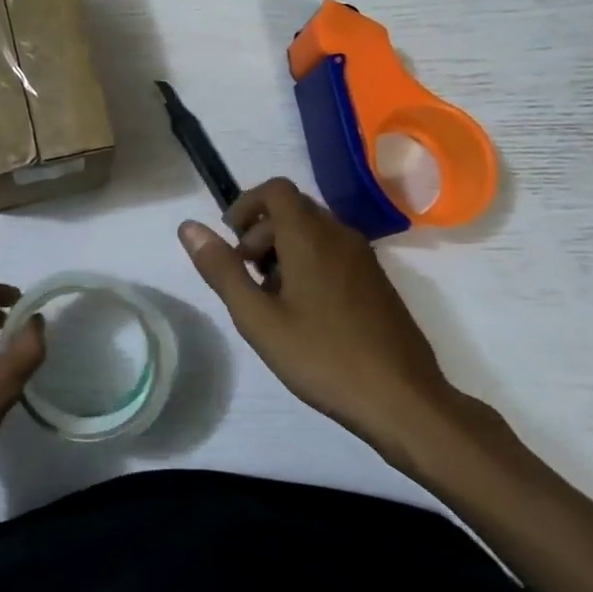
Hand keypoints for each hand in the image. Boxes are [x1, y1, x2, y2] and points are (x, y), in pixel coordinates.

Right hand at [178, 178, 463, 462]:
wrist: (404, 401)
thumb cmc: (323, 357)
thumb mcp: (257, 318)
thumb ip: (221, 270)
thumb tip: (188, 227)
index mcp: (311, 237)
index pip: (275, 190)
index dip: (245, 206)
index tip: (230, 243)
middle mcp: (341, 236)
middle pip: (292, 210)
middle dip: (260, 234)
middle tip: (246, 279)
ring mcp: (364, 259)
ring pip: (313, 232)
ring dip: (283, 251)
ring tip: (271, 300)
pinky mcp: (377, 282)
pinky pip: (333, 253)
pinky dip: (308, 264)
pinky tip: (304, 313)